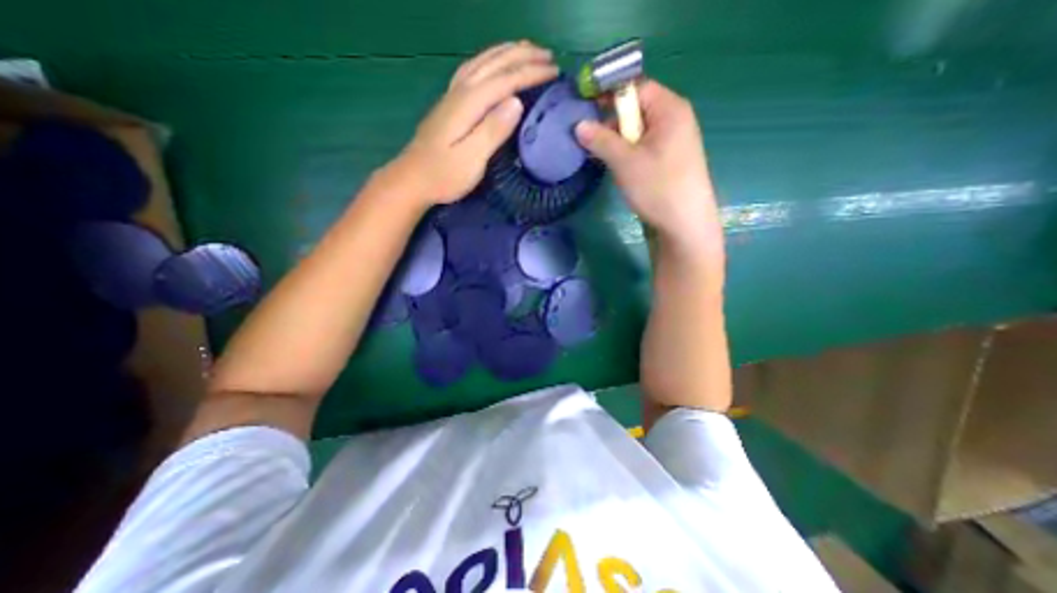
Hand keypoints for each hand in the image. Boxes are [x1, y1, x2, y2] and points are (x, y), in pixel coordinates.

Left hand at [394, 40, 559, 203]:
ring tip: (526, 49)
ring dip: (506, 52)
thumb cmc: (444, 175)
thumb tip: (516, 102)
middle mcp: (460, 91)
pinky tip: (494, 63)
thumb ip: (492, 130)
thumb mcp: (471, 159)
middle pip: (494, 64)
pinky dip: (489, 60)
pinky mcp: (449, 104)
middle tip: (548, 55)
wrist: (412, 180)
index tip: (554, 71)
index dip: (530, 73)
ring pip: (482, 62)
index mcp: (468, 104)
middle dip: (523, 56)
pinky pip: (473, 70)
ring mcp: (452, 95)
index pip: (505, 80)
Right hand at [576, 80, 723, 259]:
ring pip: (637, 131)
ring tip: (599, 156)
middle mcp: (674, 119)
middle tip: (590, 139)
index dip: (609, 94)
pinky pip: (643, 147)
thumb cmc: (658, 187)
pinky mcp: (668, 160)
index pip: (636, 87)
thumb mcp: (625, 162)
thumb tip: (578, 125)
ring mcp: (673, 141)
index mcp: (669, 109)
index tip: (585, 108)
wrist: (684, 225)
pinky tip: (615, 166)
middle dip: (610, 122)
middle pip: (636, 108)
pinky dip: (626, 153)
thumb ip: (601, 140)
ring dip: (616, 140)